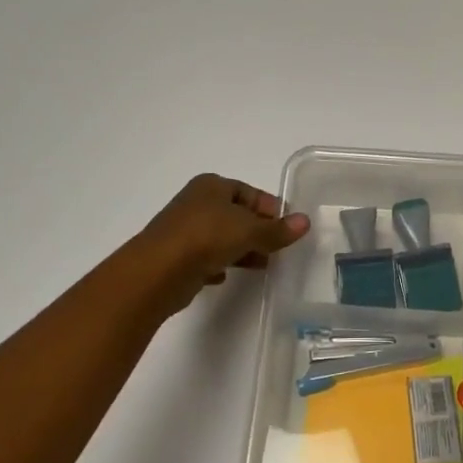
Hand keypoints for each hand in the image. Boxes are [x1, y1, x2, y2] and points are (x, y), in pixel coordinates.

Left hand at [126, 174, 310, 312]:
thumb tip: (305, 222)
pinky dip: (217, 264)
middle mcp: (195, 203)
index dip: (270, 208)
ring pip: (220, 237)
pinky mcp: (175, 256)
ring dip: (241, 249)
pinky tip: (226, 277)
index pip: (249, 192)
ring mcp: (183, 230)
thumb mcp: (250, 231)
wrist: (157, 272)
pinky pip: (204, 257)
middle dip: (257, 231)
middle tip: (277, 249)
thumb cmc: (207, 237)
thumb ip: (277, 230)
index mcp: (211, 186)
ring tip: (261, 266)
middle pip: (235, 215)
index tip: (287, 228)